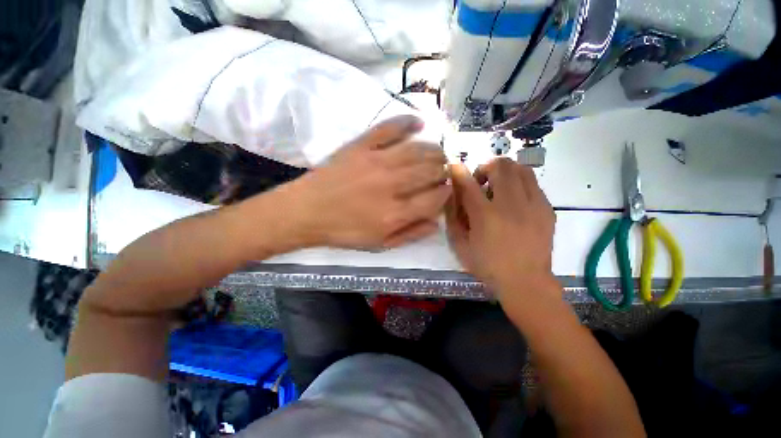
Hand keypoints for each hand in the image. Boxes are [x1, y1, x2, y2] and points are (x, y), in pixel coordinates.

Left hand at [283, 115, 450, 249]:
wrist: (306, 211)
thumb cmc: (344, 231)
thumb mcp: (379, 244)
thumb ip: (411, 234)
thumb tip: (437, 221)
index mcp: (395, 213)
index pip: (436, 198)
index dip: (446, 194)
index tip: (445, 192)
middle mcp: (391, 185)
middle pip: (432, 171)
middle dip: (444, 172)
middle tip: (442, 173)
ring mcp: (376, 161)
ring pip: (418, 149)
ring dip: (434, 151)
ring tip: (437, 155)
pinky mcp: (361, 145)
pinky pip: (390, 127)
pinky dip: (408, 122)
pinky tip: (419, 123)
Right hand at [446, 158, 556, 296]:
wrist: (526, 282)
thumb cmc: (487, 265)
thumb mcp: (460, 245)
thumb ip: (453, 218)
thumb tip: (452, 195)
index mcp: (485, 216)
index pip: (468, 184)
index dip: (458, 171)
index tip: (454, 166)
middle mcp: (510, 205)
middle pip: (500, 166)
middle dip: (486, 167)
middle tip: (481, 182)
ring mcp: (533, 205)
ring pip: (521, 169)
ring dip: (505, 171)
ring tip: (498, 187)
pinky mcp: (547, 209)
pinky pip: (533, 183)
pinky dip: (519, 184)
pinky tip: (514, 200)